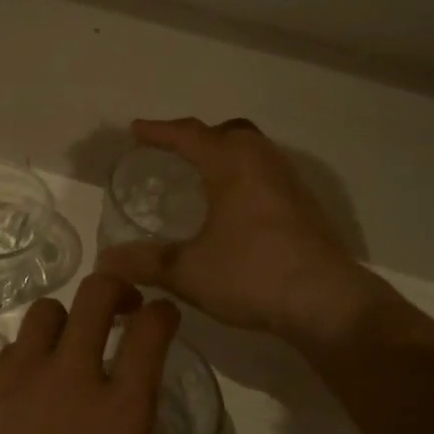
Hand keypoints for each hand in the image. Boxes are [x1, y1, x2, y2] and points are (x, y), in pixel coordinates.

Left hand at [0, 274, 181, 433]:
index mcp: (119, 416)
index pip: (150, 334)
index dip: (162, 314)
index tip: (162, 315)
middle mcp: (72, 378)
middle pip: (96, 295)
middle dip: (114, 289)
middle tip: (120, 307)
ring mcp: (18, 375)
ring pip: (47, 311)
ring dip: (65, 320)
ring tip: (64, 347)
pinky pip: (8, 350)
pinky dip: (23, 358)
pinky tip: (18, 394)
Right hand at [96, 117, 370, 340]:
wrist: (328, 303)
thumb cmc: (253, 275)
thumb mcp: (189, 272)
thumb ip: (146, 262)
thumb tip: (105, 262)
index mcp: (231, 164)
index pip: (188, 135)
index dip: (159, 131)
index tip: (135, 130)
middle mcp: (262, 162)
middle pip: (227, 132)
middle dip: (197, 136)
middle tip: (172, 150)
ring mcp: (289, 182)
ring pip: (253, 150)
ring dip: (225, 153)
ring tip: (202, 174)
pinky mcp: (305, 205)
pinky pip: (266, 172)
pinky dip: (244, 174)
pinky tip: (235, 206)